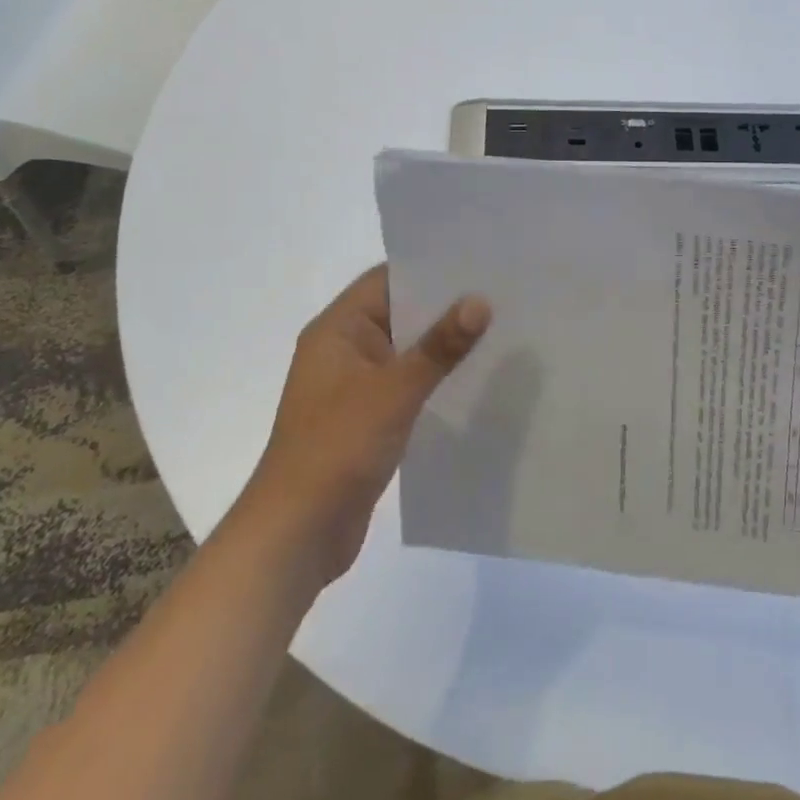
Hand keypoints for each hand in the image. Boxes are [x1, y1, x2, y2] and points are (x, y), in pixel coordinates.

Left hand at [248, 266, 489, 587]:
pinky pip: (407, 386)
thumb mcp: (394, 391)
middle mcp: (344, 349)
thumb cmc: (337, 448)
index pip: (387, 280)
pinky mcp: (367, 419)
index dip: (431, 269)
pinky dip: (435, 381)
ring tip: (500, 333)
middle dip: (446, 308)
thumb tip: (480, 301)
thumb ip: (439, 346)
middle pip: (400, 314)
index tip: (479, 264)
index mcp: (337, 329)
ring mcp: (354, 387)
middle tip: (502, 296)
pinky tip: (475, 382)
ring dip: (443, 347)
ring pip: (407, 352)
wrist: (296, 535)